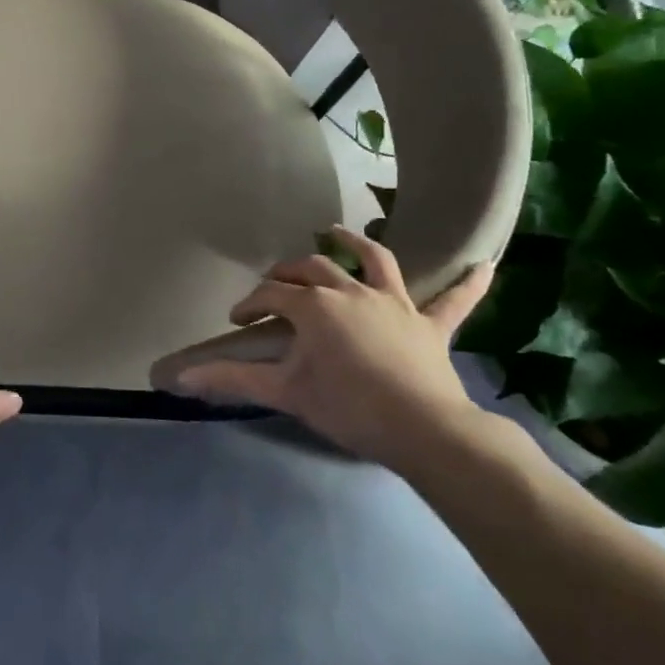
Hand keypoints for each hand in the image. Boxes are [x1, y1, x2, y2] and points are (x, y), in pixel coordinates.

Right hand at [175, 226, 493, 473]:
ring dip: (356, 243)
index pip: (271, 295)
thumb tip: (178, 378)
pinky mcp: (430, 325)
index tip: (238, 322)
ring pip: (375, 261)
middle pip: (313, 268)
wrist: (424, 432)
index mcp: (315, 305)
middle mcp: (351, 291)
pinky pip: (454, 301)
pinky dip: (469, 284)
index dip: (250, 305)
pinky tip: (486, 264)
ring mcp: (395, 303)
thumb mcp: (285, 392)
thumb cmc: (348, 407)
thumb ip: (231, 381)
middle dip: (288, 273)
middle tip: (274, 288)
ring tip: (338, 231)